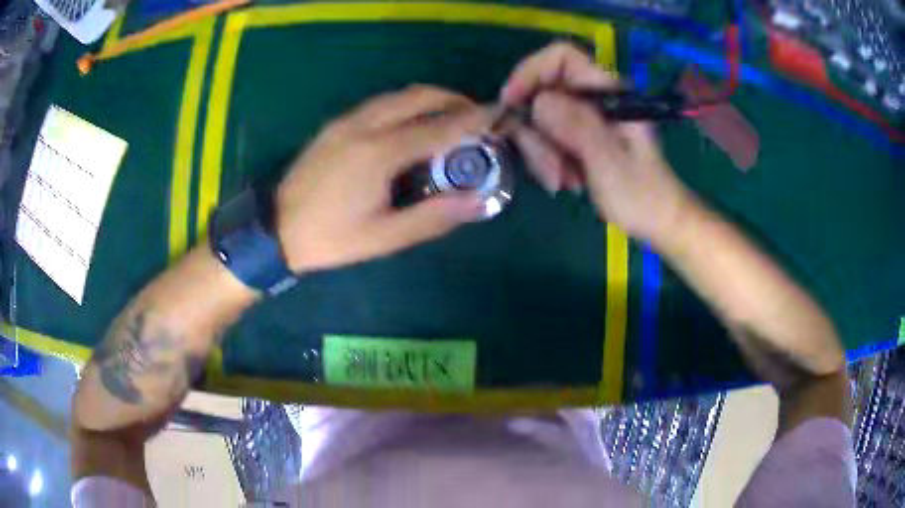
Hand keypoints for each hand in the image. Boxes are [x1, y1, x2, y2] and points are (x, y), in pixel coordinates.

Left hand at [276, 86, 487, 272]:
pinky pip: (380, 104)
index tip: (498, 115)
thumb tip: (476, 201)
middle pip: (418, 96)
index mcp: (378, 153)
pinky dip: (407, 105)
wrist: (274, 228)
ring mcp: (347, 121)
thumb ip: (432, 217)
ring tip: (450, 117)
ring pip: (398, 96)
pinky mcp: (336, 124)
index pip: (438, 127)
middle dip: (453, 99)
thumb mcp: (383, 238)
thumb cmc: (330, 237)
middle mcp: (364, 125)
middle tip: (476, 115)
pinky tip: (413, 124)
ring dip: (430, 99)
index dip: (473, 120)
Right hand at [501, 43, 695, 243]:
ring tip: (562, 181)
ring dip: (543, 152)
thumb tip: (538, 101)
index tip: (512, 103)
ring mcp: (587, 118)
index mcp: (608, 93)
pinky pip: (549, 138)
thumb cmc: (641, 194)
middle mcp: (594, 99)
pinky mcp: (581, 136)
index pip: (562, 57)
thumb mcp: (608, 161)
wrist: (658, 220)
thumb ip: (576, 126)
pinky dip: (549, 160)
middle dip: (538, 131)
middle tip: (550, 169)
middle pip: (544, 93)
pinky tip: (566, 181)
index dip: (531, 72)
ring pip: (542, 119)